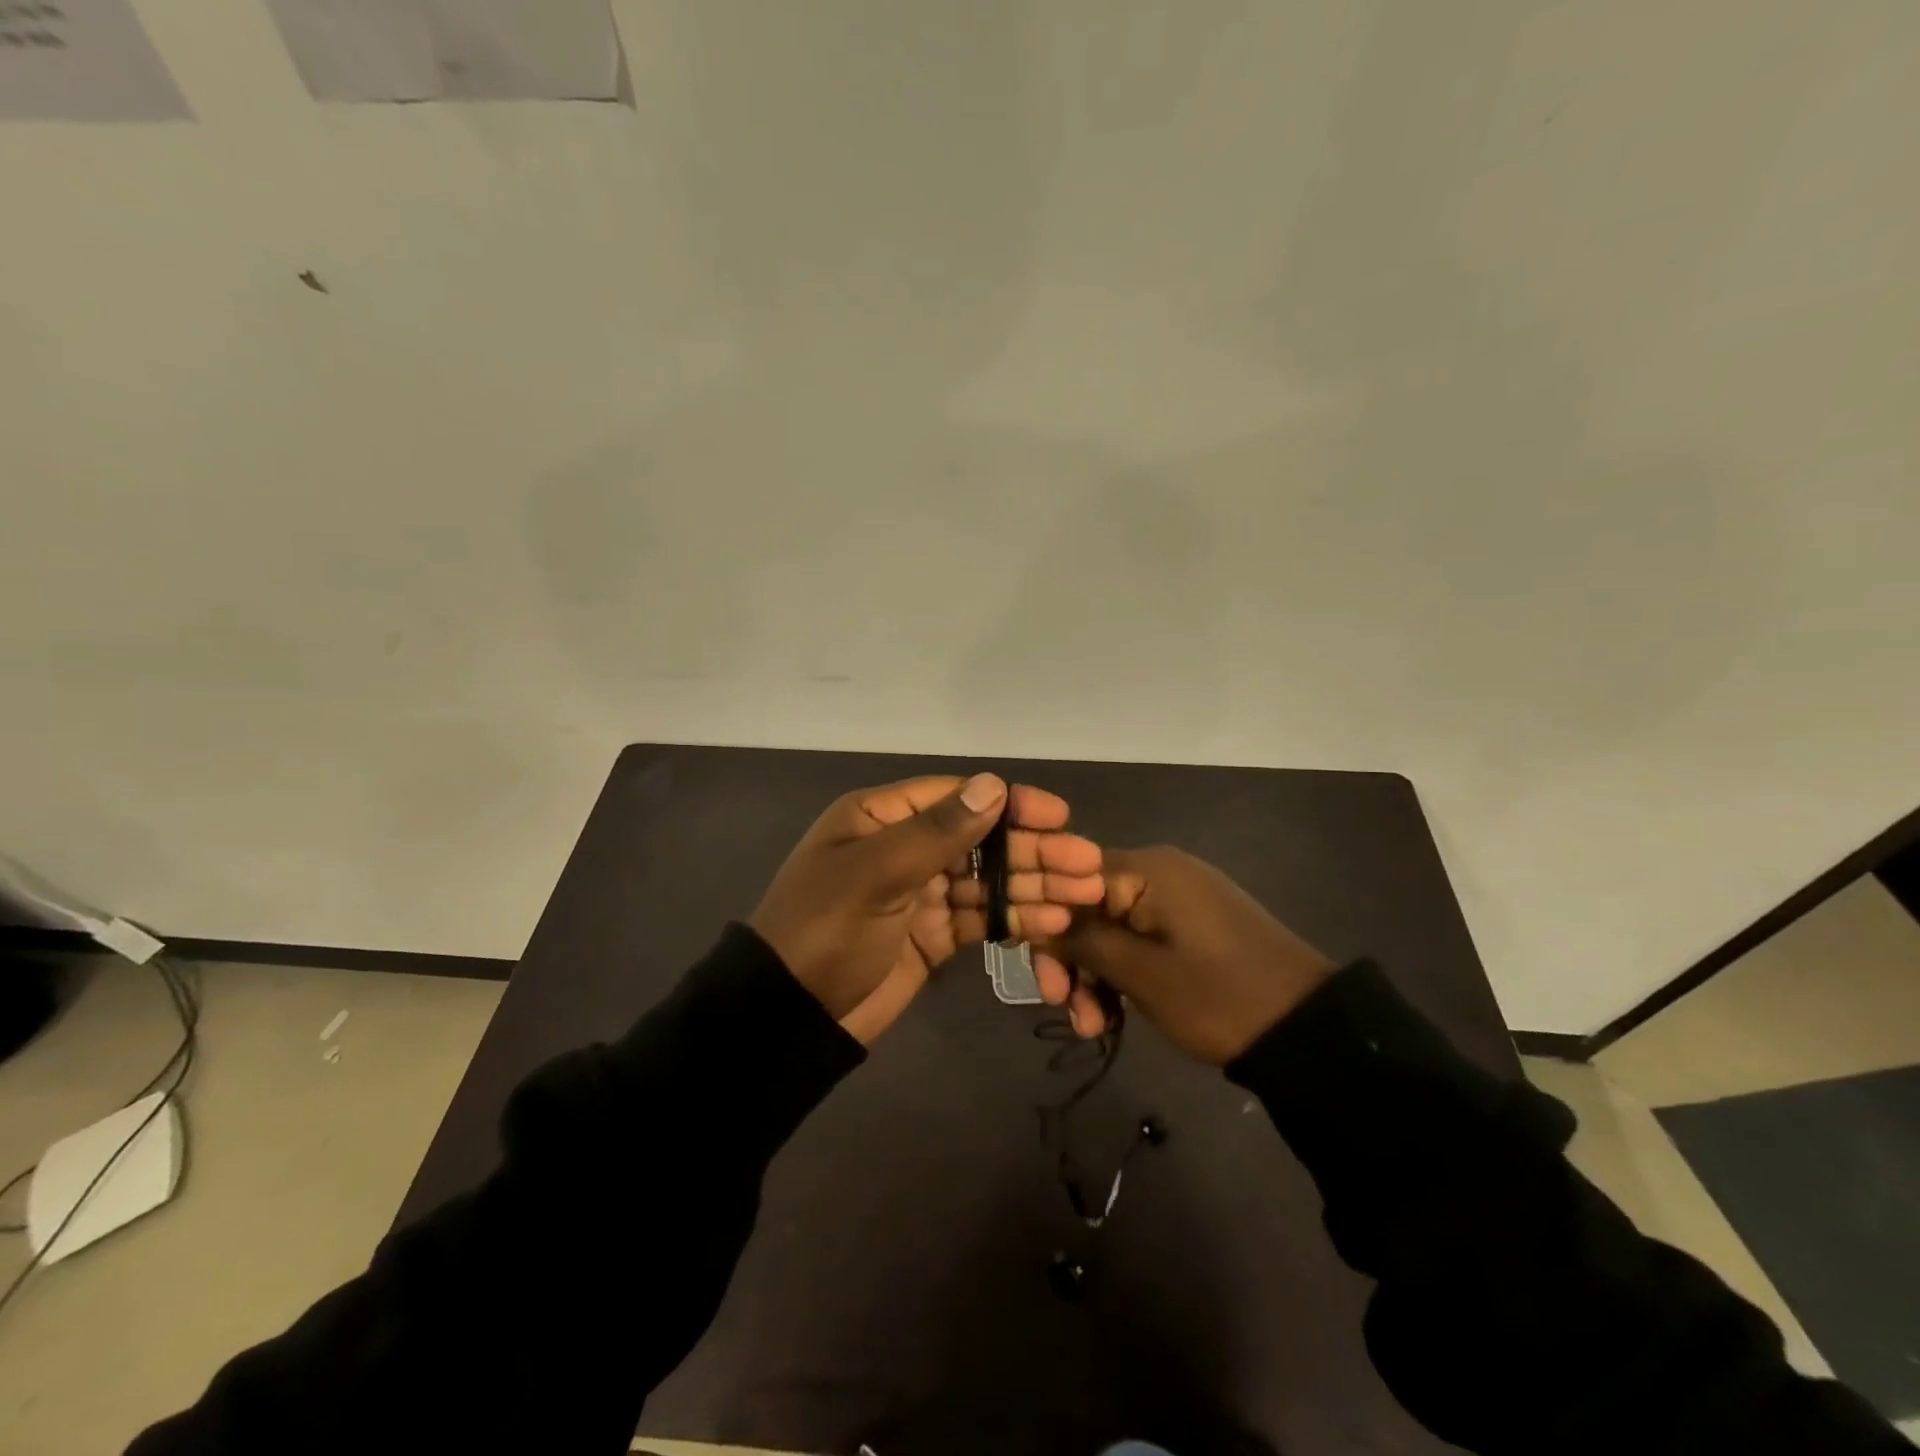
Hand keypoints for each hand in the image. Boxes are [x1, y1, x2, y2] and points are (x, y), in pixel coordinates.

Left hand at [751, 774, 1103, 1043]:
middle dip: (1033, 851)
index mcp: (881, 817)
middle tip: (1087, 864)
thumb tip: (993, 785)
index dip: (1010, 803)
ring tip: (1084, 894)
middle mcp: (904, 847)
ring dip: (1034, 886)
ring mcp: (920, 893)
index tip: (1059, 814)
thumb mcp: (876, 873)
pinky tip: (1052, 922)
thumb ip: (937, 832)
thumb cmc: (826, 930)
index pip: (957, 798)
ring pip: (988, 881)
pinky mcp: (932, 935)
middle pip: (981, 840)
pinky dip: (1014, 919)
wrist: (789, 1017)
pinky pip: (980, 918)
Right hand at [1035, 846, 1335, 1064]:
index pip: (1069, 881)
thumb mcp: (1143, 975)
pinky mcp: (1190, 925)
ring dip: (1094, 975)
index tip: (1043, 976)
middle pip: (1088, 907)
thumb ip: (1084, 943)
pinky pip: (1138, 938)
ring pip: (1111, 928)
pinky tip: (1114, 1015)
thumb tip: (1039, 924)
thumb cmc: (1219, 997)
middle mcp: (1158, 872)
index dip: (1046, 925)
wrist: (1310, 1029)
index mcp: (1148, 869)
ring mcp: (1177, 899)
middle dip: (1071, 959)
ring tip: (1093, 1028)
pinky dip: (1122, 973)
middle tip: (1064, 1009)